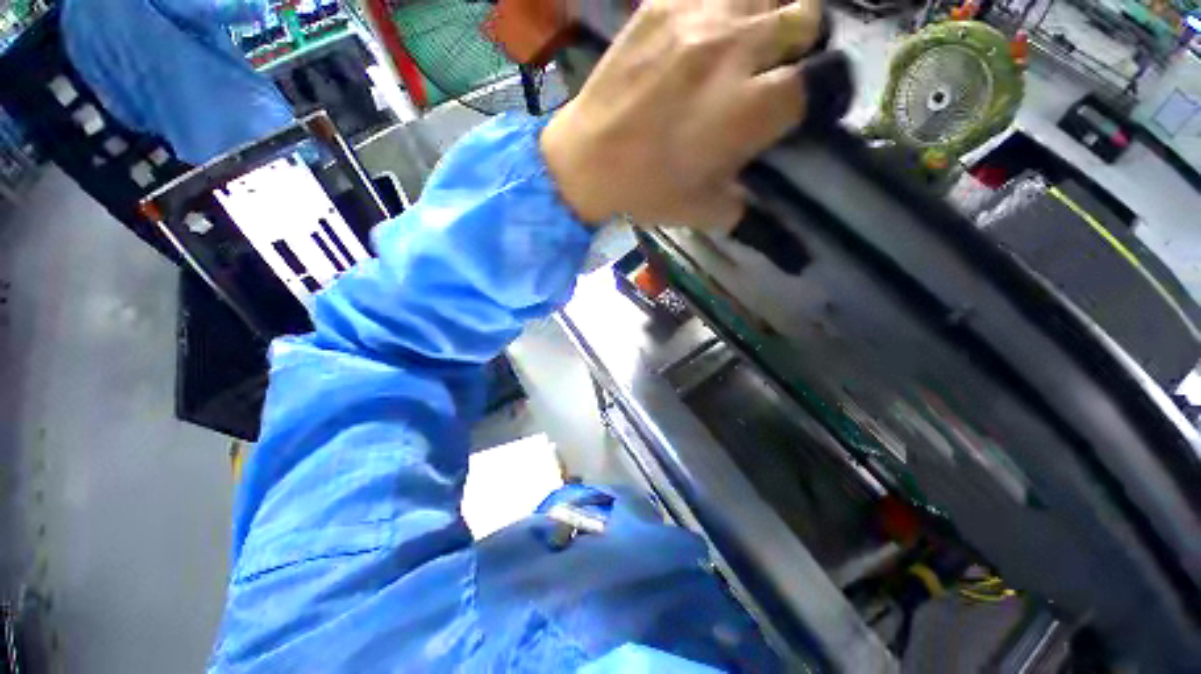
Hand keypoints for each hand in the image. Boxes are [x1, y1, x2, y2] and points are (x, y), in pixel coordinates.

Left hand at [541, 0, 824, 231]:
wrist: (586, 162)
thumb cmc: (646, 191)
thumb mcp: (703, 211)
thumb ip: (748, 206)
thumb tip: (769, 204)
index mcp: (752, 108)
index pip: (825, 81)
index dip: (823, 94)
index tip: (805, 105)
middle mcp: (738, 50)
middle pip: (807, 20)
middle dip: (801, 47)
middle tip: (775, 70)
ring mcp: (700, 17)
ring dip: (768, 19)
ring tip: (744, 48)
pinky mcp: (664, 3)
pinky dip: (725, 9)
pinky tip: (706, 36)